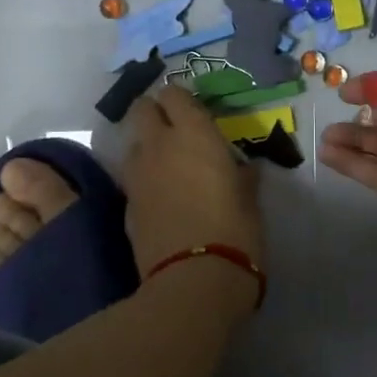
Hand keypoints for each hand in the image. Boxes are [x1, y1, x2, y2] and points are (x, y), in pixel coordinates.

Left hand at [121, 84, 263, 290]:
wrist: (193, 281)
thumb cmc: (235, 233)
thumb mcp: (250, 201)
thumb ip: (243, 177)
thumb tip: (243, 169)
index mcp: (194, 135)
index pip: (174, 94)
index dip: (181, 100)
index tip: (194, 112)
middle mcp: (159, 145)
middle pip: (142, 108)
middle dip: (154, 113)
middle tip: (175, 131)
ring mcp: (137, 175)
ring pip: (133, 142)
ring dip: (146, 146)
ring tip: (167, 165)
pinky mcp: (126, 204)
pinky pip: (132, 178)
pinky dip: (143, 179)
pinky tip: (161, 198)